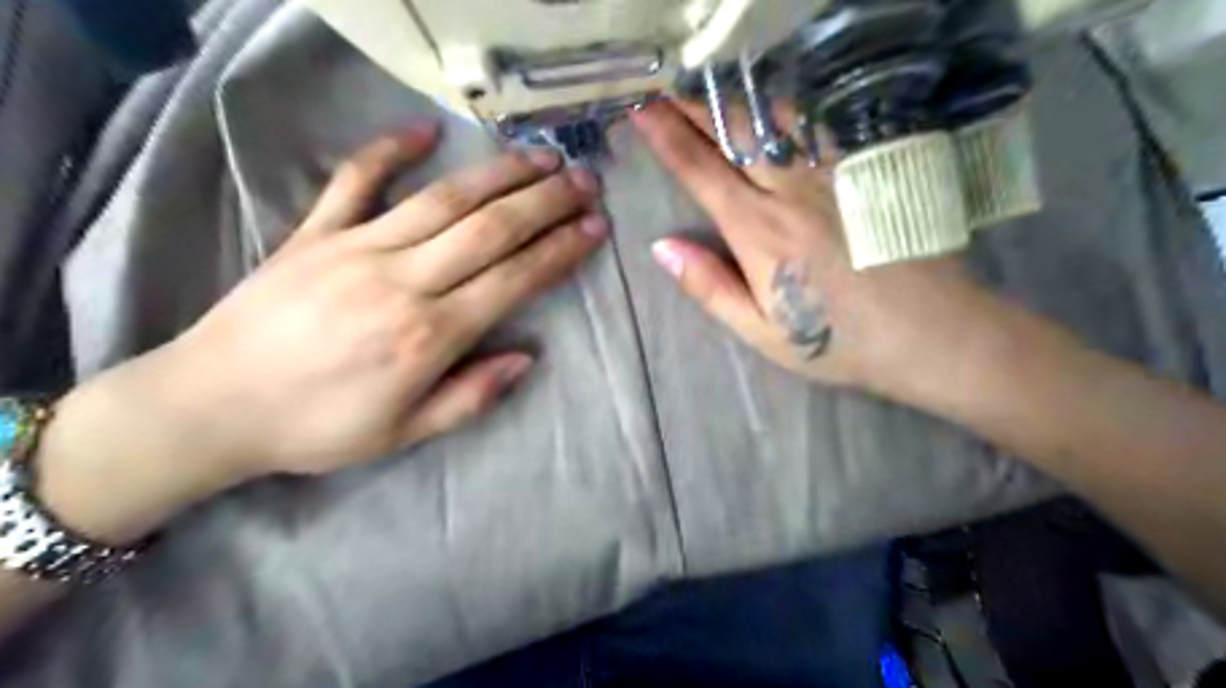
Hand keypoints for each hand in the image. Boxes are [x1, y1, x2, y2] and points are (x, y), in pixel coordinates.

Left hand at [34, 121, 606, 542]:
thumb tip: (526, 358)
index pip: (515, 279)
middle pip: (490, 229)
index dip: (561, 250)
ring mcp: (356, 247)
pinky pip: (356, 180)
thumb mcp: (404, 433)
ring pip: (443, 199)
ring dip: (498, 174)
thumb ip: (471, 397)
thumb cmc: (317, 427)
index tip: (595, 228)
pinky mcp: (315, 232)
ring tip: (540, 157)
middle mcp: (403, 281)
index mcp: (429, 335)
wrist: (211, 405)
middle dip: (546, 202)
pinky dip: (390, 150)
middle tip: (584, 181)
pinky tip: (425, 130)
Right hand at [631, 101, 1005, 402]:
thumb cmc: (836, 339)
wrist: (928, 330)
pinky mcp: (863, 172)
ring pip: (774, 121)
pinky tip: (772, 110)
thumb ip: (710, 286)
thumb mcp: (761, 330)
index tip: (641, 111)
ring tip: (708, 94)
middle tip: (664, 93)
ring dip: (735, 102)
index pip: (701, 171)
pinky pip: (815, 128)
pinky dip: (783, 112)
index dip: (666, 137)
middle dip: (693, 108)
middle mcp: (790, 191)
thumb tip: (662, 247)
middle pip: (734, 134)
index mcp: (758, 231)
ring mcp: (832, 175)